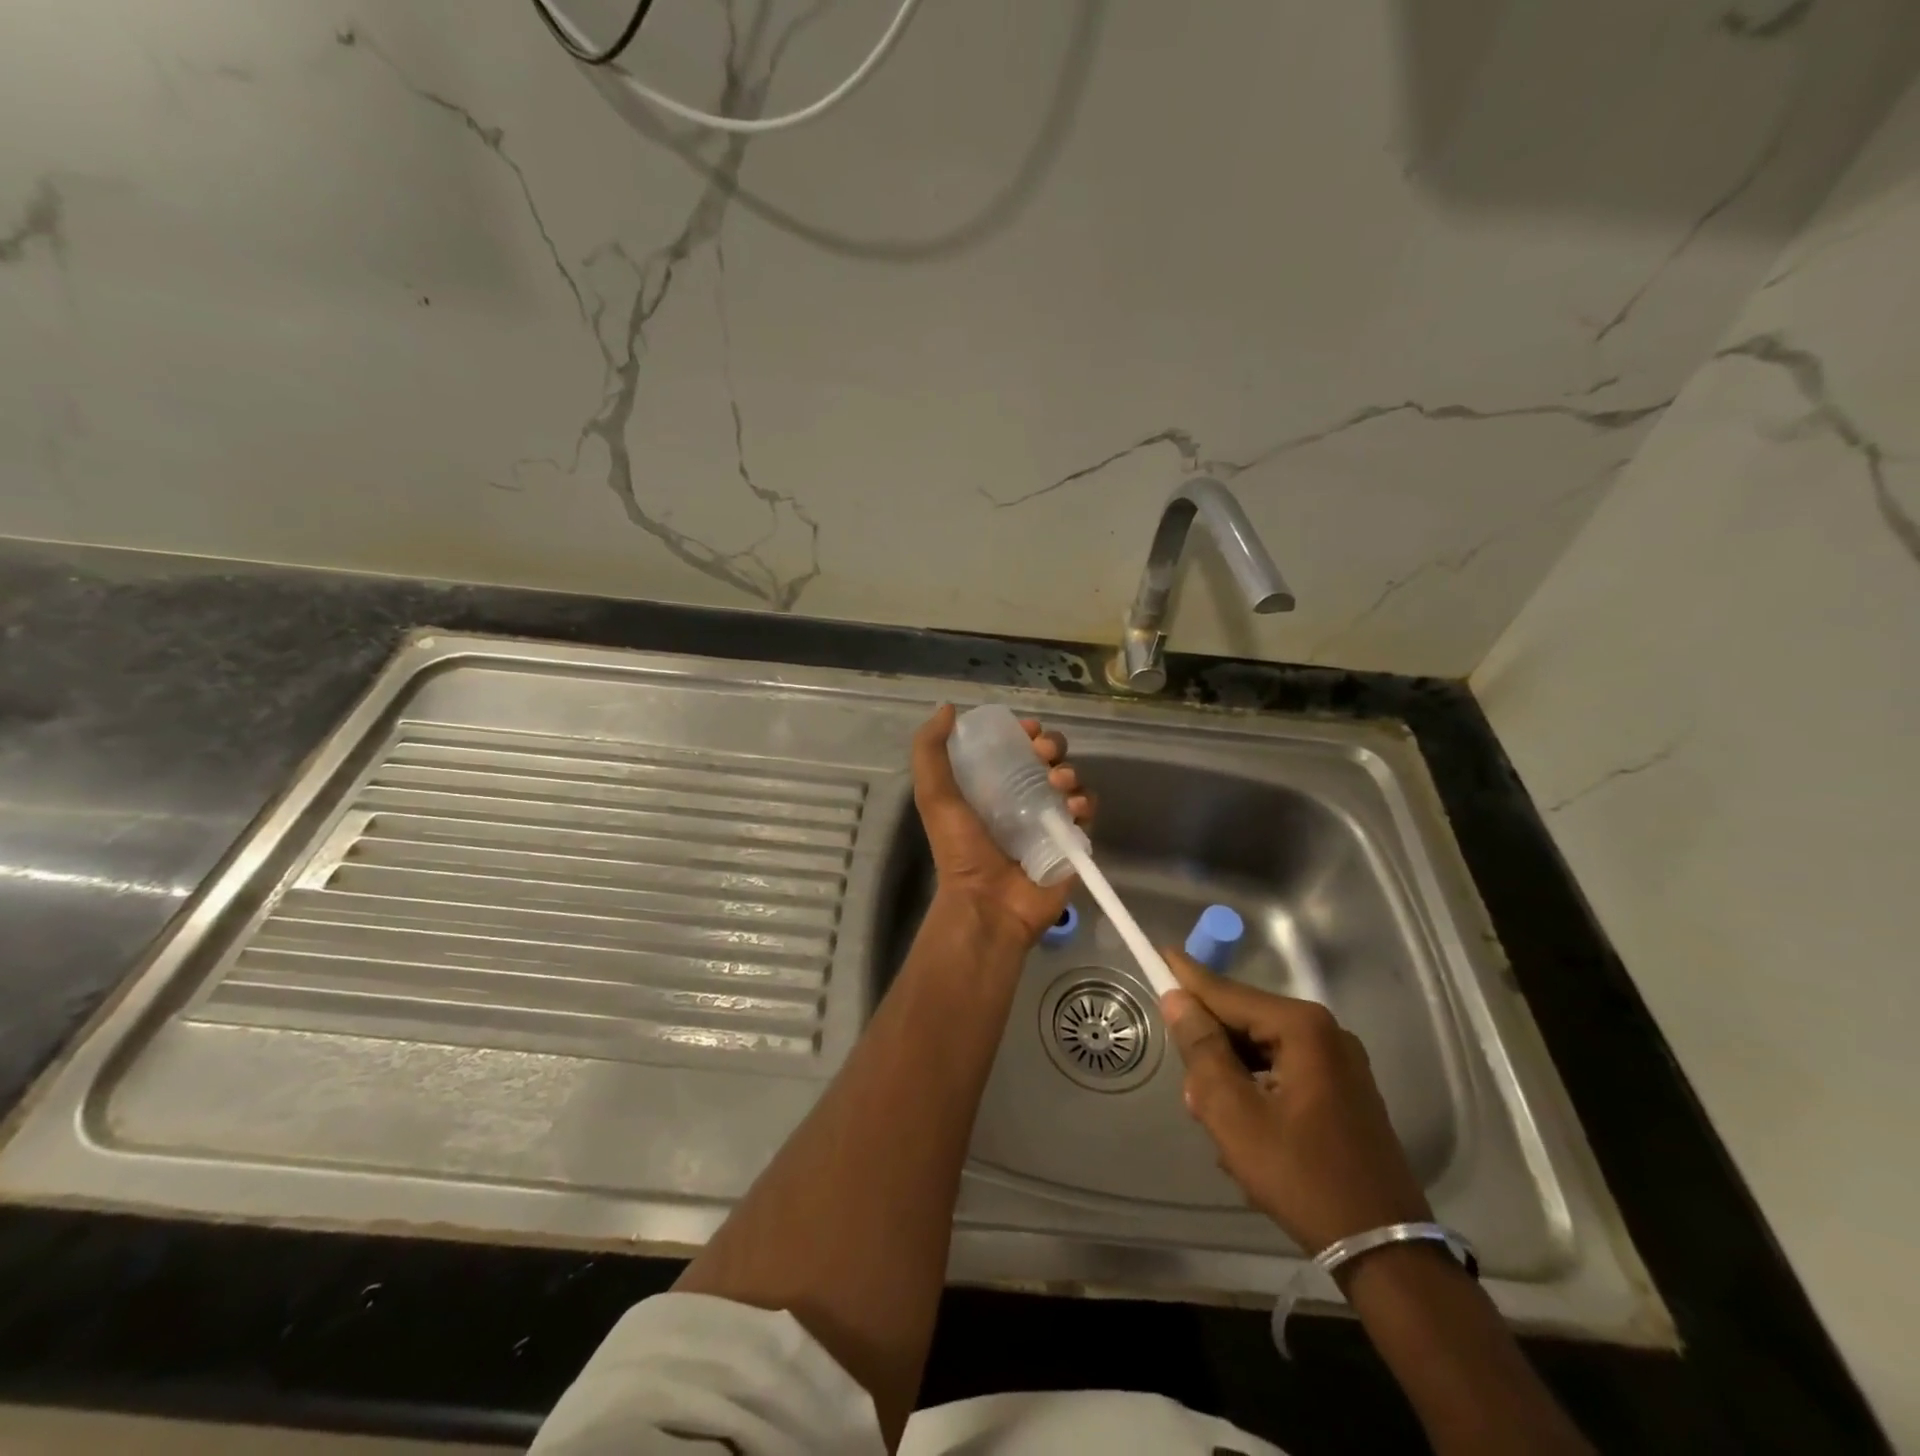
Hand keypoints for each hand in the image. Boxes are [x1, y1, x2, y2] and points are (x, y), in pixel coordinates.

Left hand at [911, 704, 1093, 944]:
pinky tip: (1072, 808)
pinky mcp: (1072, 841)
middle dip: (1052, 746)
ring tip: (1058, 783)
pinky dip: (1084, 802)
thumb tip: (947, 708)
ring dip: (1069, 771)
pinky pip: (1087, 811)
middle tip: (1044, 753)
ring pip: (1071, 781)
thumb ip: (930, 751)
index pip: (1016, 747)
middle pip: (1049, 758)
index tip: (1027, 729)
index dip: (1025, 732)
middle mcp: (1023, 798)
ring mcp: (1049, 820)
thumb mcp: (934, 796)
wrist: (987, 904)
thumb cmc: (960, 850)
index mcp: (993, 785)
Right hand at [1160, 949, 1431, 1255]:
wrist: (1385, 1252)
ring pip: (1262, 1052)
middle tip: (1192, 1095)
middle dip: (1212, 1052)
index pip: (1228, 993)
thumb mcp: (1234, 1114)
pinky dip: (1257, 1093)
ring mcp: (1340, 1064)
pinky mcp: (1345, 1093)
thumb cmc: (1302, 1177)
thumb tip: (1177, 999)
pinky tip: (1248, 1136)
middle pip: (1245, 1023)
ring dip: (1233, 1079)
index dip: (1188, 977)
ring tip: (1220, 1126)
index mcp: (1302, 1028)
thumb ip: (1202, 1050)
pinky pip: (1284, 1073)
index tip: (1159, 953)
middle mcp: (1326, 1033)